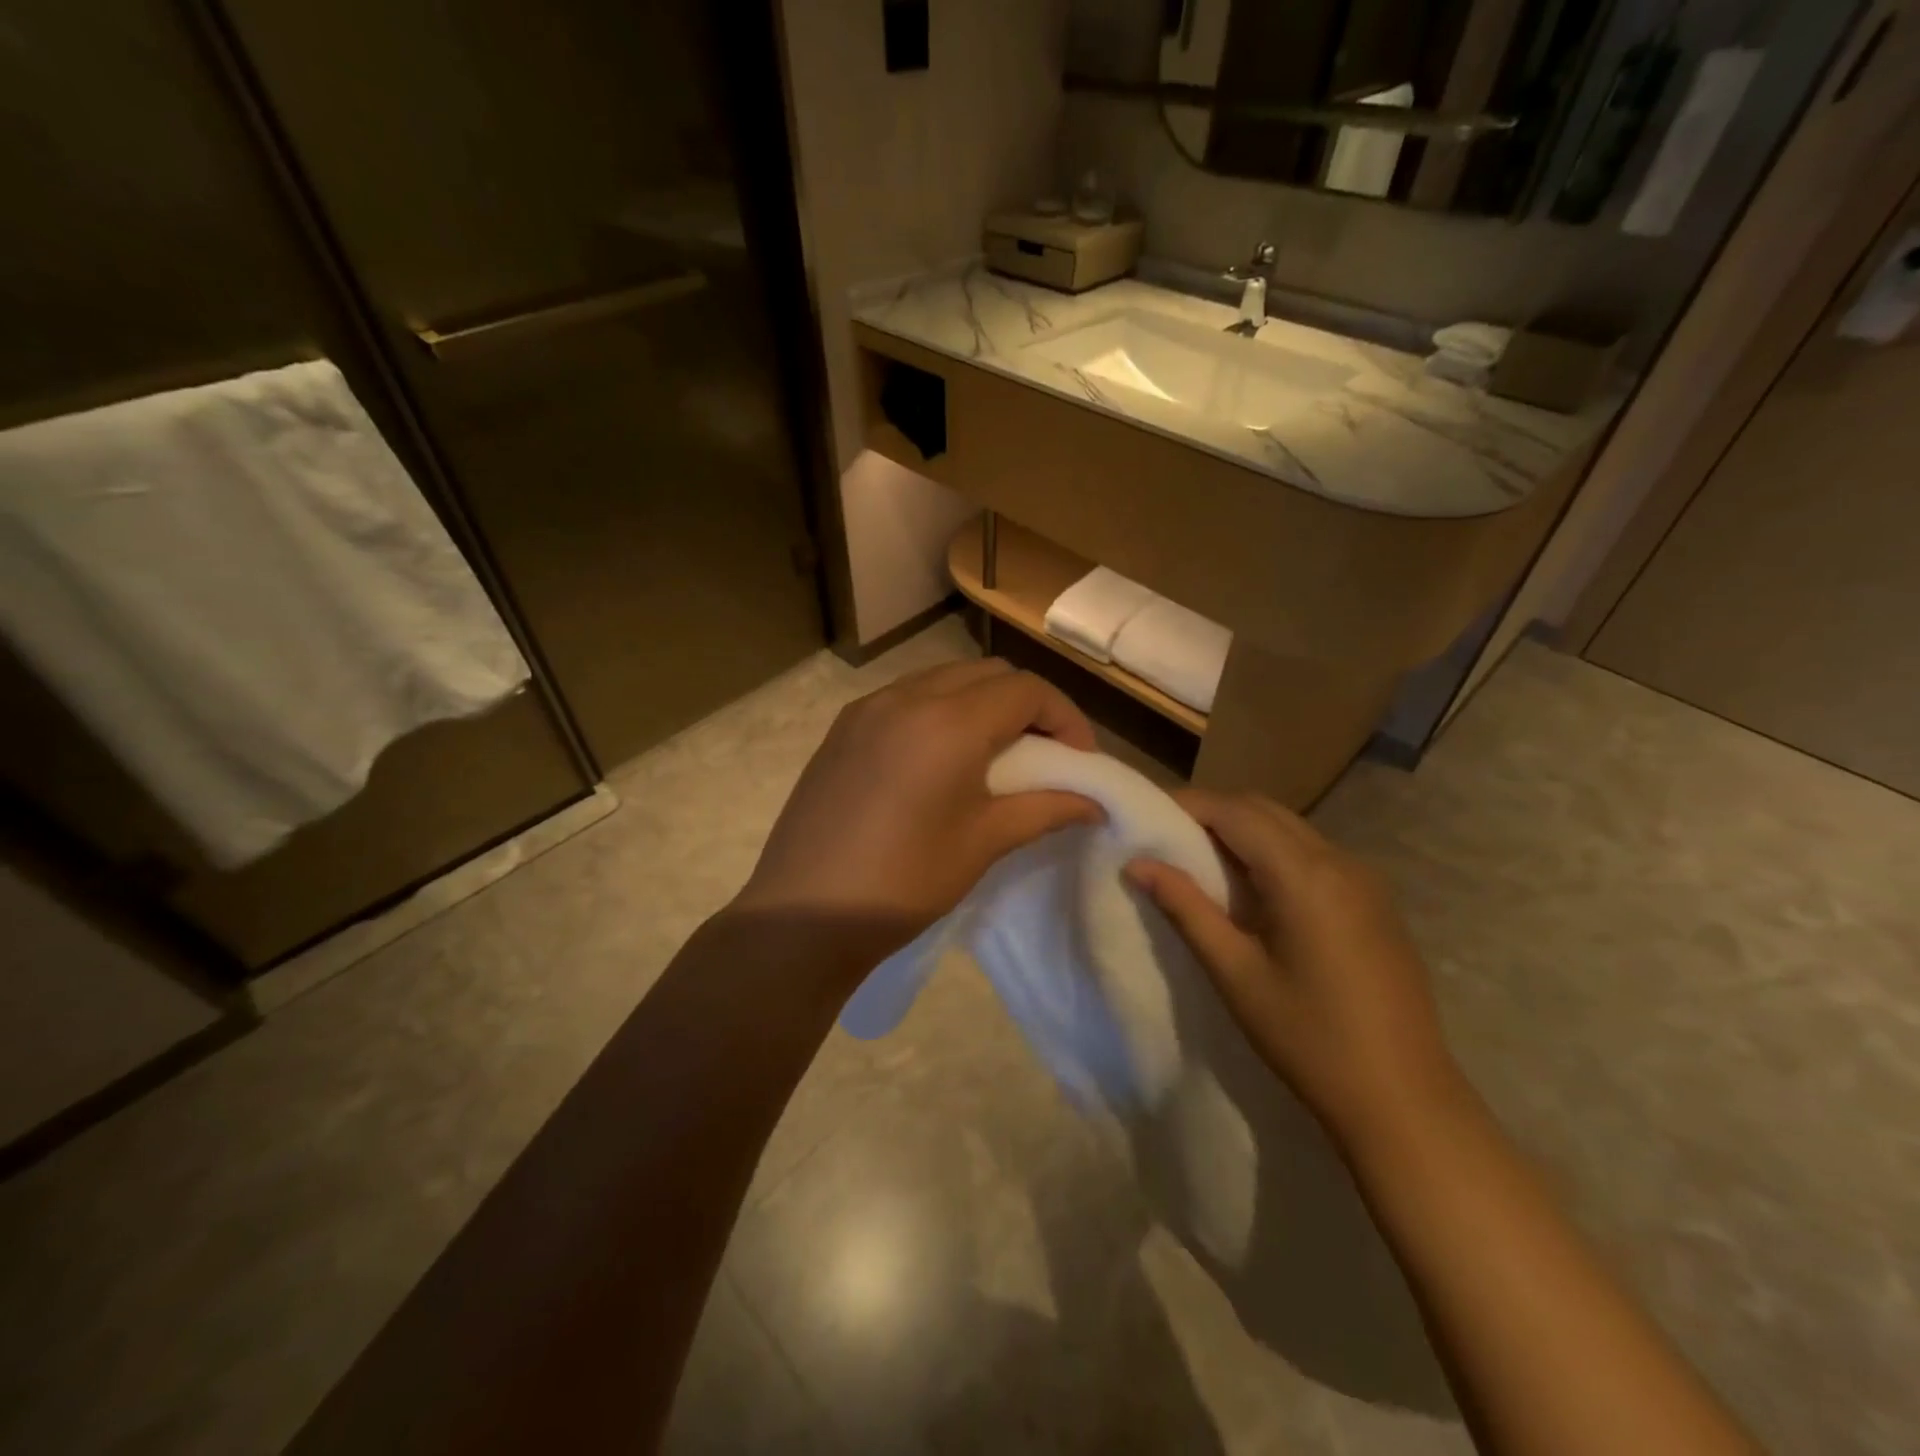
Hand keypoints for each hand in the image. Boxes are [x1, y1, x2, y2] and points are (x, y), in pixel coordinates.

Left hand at [735, 660, 1100, 963]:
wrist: (804, 914)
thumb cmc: (904, 881)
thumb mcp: (984, 843)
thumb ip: (1045, 809)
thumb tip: (1094, 803)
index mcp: (949, 722)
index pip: (1026, 690)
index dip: (1065, 717)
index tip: (1079, 759)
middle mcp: (908, 697)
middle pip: (988, 674)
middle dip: (1027, 704)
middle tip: (1044, 752)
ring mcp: (868, 708)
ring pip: (944, 679)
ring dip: (982, 703)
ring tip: (995, 753)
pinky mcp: (843, 727)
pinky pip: (907, 697)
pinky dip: (940, 710)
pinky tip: (941, 758)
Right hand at [1126, 790, 1464, 1145]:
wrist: (1404, 1100)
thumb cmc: (1309, 1039)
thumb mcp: (1236, 973)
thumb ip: (1186, 909)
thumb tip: (1137, 865)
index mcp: (1305, 875)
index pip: (1235, 812)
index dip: (1188, 805)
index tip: (1146, 817)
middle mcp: (1340, 861)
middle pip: (1264, 810)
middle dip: (1212, 812)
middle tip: (1167, 838)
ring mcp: (1364, 879)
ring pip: (1290, 828)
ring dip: (1243, 830)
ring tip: (1200, 862)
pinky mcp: (1374, 901)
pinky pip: (1312, 853)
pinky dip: (1272, 851)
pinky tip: (1252, 890)